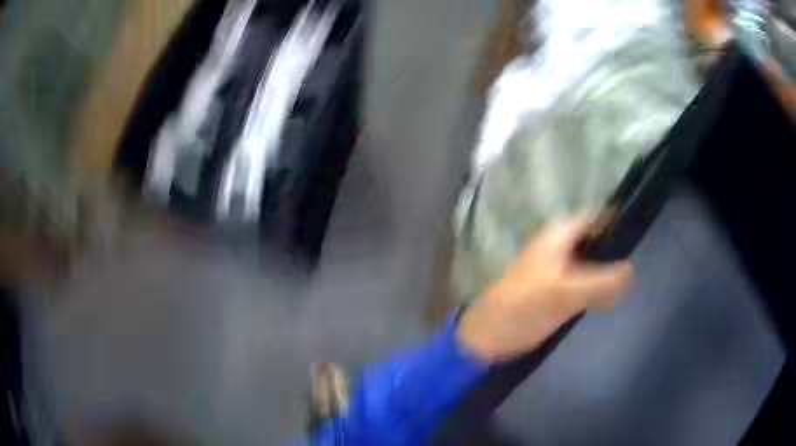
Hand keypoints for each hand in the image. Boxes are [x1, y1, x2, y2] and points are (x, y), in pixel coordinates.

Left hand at [456, 216, 632, 362]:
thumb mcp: (565, 294)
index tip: (640, 234)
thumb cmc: (524, 308)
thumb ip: (601, 283)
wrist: (488, 336)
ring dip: (607, 270)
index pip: (595, 217)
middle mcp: (558, 246)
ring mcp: (556, 268)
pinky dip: (596, 286)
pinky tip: (611, 298)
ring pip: (590, 262)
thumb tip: (632, 271)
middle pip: (595, 240)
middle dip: (616, 250)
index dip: (617, 221)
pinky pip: (583, 281)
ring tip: (632, 282)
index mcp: (558, 235)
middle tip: (642, 263)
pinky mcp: (554, 290)